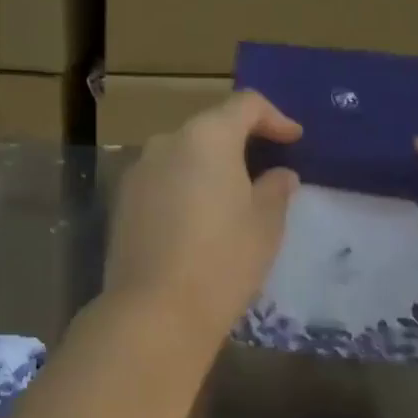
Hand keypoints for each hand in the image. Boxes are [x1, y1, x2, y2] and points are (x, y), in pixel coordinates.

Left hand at [106, 92, 302, 340]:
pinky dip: (184, 186)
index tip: (294, 139)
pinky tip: (197, 220)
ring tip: (231, 197)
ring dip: (209, 166)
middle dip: (240, 141)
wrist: (153, 313)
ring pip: (183, 154)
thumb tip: (280, 175)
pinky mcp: (122, 200)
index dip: (274, 117)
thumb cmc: (222, 261)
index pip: (245, 105)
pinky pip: (162, 179)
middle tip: (266, 169)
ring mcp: (139, 170)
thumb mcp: (265, 225)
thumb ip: (275, 189)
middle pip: (211, 127)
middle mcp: (167, 142)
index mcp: (207, 137)